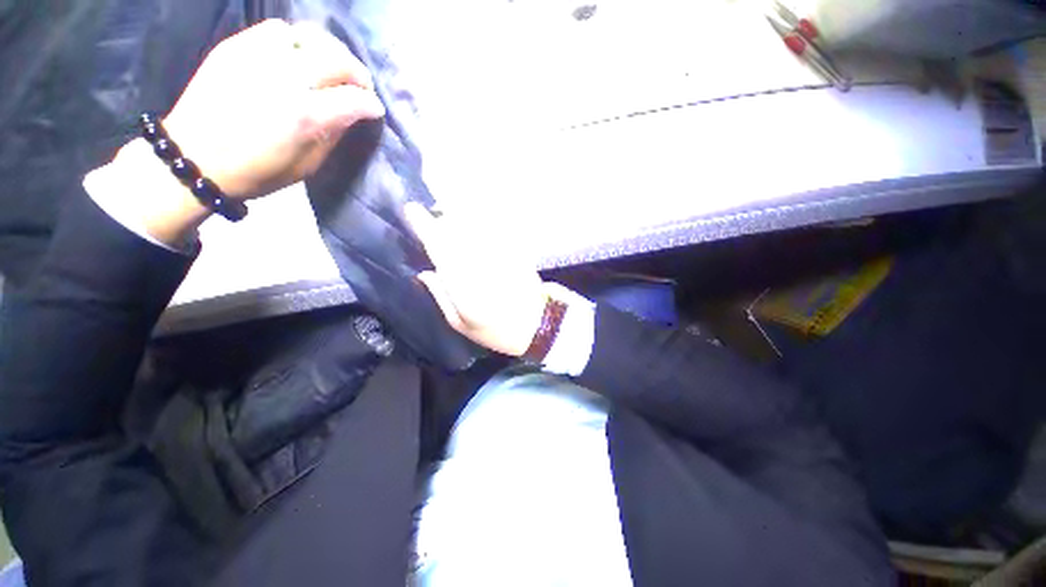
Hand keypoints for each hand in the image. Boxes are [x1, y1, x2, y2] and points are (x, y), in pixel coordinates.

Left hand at [161, 19, 383, 198]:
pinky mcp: (236, 45)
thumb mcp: (307, 165)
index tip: (375, 110)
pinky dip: (297, 40)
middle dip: (357, 73)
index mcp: (305, 116)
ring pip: (309, 35)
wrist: (193, 158)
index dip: (371, 104)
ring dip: (329, 51)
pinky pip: (278, 29)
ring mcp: (258, 56)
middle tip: (361, 86)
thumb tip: (351, 114)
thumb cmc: (256, 172)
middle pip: (337, 59)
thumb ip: (332, 135)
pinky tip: (298, 56)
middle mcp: (286, 78)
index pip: (354, 99)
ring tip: (331, 66)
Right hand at [404, 203, 546, 356]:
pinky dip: (484, 223)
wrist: (539, 324)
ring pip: (476, 224)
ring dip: (462, 218)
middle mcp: (480, 262)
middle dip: (443, 218)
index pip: (440, 247)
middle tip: (435, 219)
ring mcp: (500, 253)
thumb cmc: (498, 331)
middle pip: (457, 228)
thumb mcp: (462, 324)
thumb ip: (441, 296)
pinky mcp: (516, 250)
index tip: (412, 209)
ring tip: (455, 221)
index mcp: (463, 283)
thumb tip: (426, 272)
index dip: (425, 226)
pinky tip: (479, 226)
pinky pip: (496, 228)